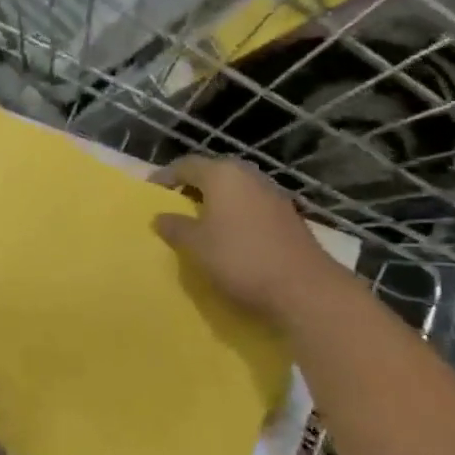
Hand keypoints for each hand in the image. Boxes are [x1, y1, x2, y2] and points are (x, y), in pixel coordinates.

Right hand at [152, 155, 338, 321]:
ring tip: (199, 221)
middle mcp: (249, 176)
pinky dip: (234, 214)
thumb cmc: (240, 259)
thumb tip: (160, 217)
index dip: (165, 177)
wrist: (304, 289)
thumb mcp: (196, 245)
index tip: (150, 192)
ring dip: (215, 201)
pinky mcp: (287, 217)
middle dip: (192, 186)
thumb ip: (175, 227)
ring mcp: (273, 195)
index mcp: (223, 175)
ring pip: (235, 190)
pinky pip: (251, 206)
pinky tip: (229, 236)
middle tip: (174, 204)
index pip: (186, 165)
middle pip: (213, 173)